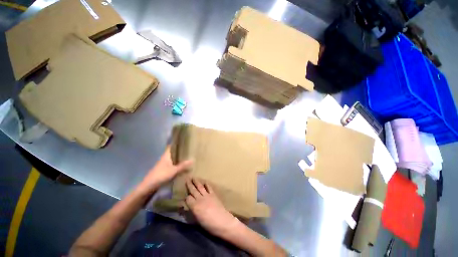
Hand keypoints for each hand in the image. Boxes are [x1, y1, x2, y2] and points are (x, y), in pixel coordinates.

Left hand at [138, 146, 192, 193]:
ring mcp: (163, 164)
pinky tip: (182, 166)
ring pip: (172, 159)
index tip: (184, 141)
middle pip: (172, 152)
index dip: (176, 143)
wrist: (149, 186)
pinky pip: (172, 164)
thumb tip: (193, 159)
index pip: (171, 146)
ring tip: (187, 156)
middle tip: (189, 149)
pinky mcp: (164, 170)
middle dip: (179, 151)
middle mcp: (165, 158)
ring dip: (178, 158)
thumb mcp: (174, 170)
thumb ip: (183, 165)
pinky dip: (177, 164)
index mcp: (166, 155)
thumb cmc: (161, 175)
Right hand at [185, 178, 238, 236]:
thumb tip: (185, 208)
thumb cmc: (208, 225)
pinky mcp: (213, 194)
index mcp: (195, 206)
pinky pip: (209, 187)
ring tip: (193, 178)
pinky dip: (206, 184)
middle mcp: (200, 199)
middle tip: (186, 178)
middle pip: (193, 190)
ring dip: (196, 182)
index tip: (184, 197)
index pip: (188, 198)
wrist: (222, 221)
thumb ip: (190, 214)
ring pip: (200, 187)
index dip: (186, 197)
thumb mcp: (197, 221)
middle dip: (189, 184)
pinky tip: (204, 182)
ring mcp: (207, 195)